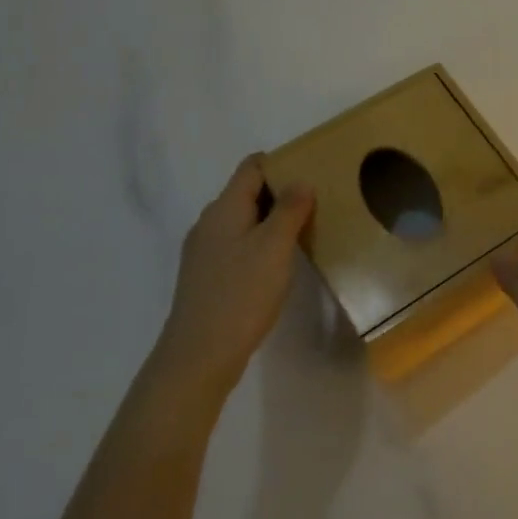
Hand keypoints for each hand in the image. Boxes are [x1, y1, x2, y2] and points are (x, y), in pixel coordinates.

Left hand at [151, 155, 314, 413]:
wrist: (199, 356)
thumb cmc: (241, 294)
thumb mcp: (274, 247)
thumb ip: (289, 210)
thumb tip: (301, 180)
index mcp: (224, 209)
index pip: (251, 167)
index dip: (281, 162)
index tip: (313, 169)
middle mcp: (210, 223)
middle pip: (247, 192)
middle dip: (281, 192)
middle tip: (318, 201)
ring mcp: (205, 251)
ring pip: (244, 221)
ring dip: (272, 220)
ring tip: (306, 230)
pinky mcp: (208, 276)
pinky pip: (239, 245)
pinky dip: (261, 243)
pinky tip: (280, 262)